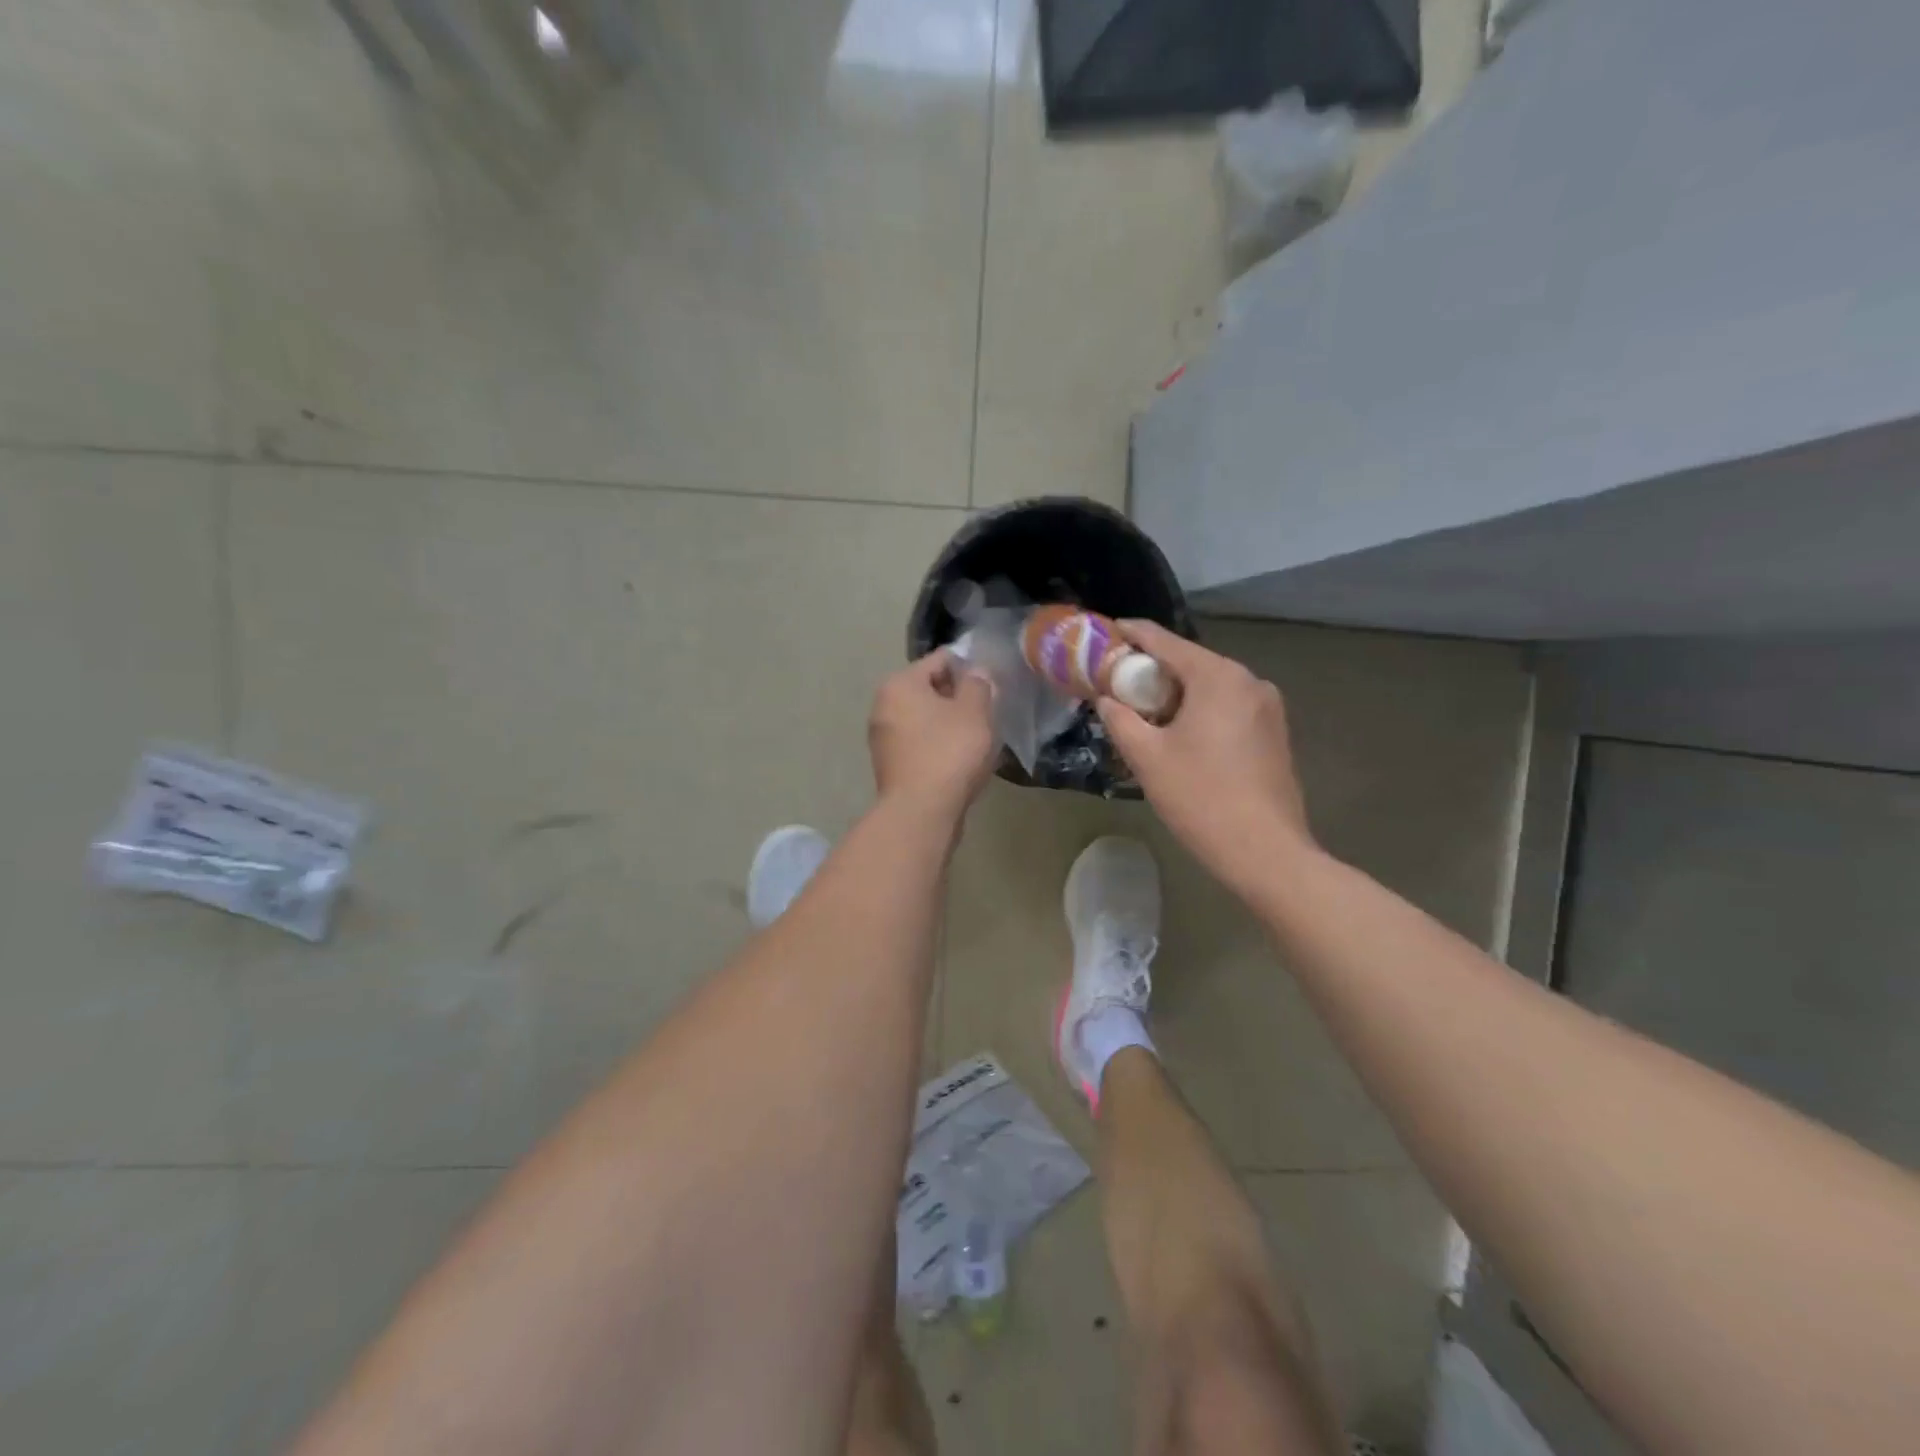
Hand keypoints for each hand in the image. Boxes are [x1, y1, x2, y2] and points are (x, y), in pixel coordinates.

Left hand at [869, 649, 997, 817]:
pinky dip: (940, 747)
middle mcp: (883, 706)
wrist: (921, 813)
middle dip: (959, 698)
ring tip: (980, 739)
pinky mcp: (891, 766)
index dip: (971, 667)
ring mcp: (883, 739)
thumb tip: (976, 672)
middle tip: (989, 712)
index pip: (941, 660)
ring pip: (926, 720)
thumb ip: (978, 684)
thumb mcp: (975, 711)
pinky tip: (962, 761)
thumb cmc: (949, 752)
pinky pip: (921, 745)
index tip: (993, 683)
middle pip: (930, 690)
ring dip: (951, 725)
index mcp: (899, 684)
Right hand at [1096, 621, 1315, 898]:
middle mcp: (1249, 681)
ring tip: (1144, 711)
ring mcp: (1268, 708)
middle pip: (1190, 663)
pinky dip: (1200, 710)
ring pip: (1211, 687)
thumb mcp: (1147, 756)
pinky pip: (1228, 708)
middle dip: (1153, 669)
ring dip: (1176, 693)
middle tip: (1117, 681)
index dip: (1133, 634)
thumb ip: (1120, 719)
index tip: (1107, 630)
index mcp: (1218, 677)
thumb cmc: (1200, 797)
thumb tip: (1106, 699)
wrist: (1265, 851)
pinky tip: (1180, 734)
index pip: (1165, 642)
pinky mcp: (1274, 733)